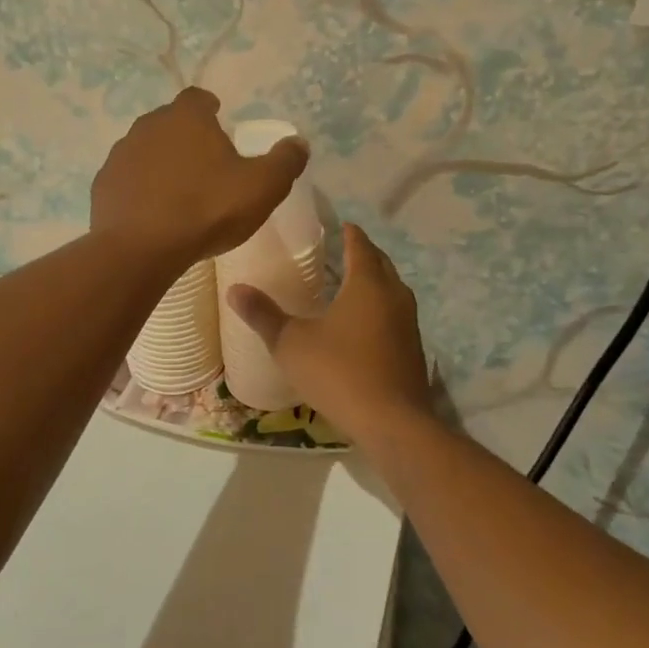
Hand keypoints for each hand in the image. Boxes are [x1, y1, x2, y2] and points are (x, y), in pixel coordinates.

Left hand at [91, 89, 309, 269]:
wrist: (140, 249)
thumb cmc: (206, 210)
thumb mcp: (262, 188)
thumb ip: (285, 162)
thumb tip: (299, 143)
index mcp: (186, 118)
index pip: (197, 98)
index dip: (209, 107)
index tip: (219, 120)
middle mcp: (148, 126)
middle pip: (170, 122)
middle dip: (186, 135)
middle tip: (205, 162)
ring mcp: (120, 155)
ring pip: (145, 149)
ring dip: (161, 162)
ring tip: (178, 190)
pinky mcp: (103, 185)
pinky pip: (127, 179)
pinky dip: (140, 188)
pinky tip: (152, 212)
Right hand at [226, 223, 433, 437]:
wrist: (392, 423)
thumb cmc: (339, 372)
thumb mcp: (291, 343)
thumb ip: (264, 315)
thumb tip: (234, 289)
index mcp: (367, 284)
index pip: (360, 245)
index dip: (350, 233)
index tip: (341, 225)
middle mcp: (394, 296)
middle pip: (381, 264)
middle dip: (364, 254)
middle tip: (343, 251)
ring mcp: (409, 324)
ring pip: (393, 290)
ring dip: (376, 282)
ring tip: (352, 285)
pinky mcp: (413, 350)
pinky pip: (396, 316)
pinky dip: (381, 310)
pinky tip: (364, 326)